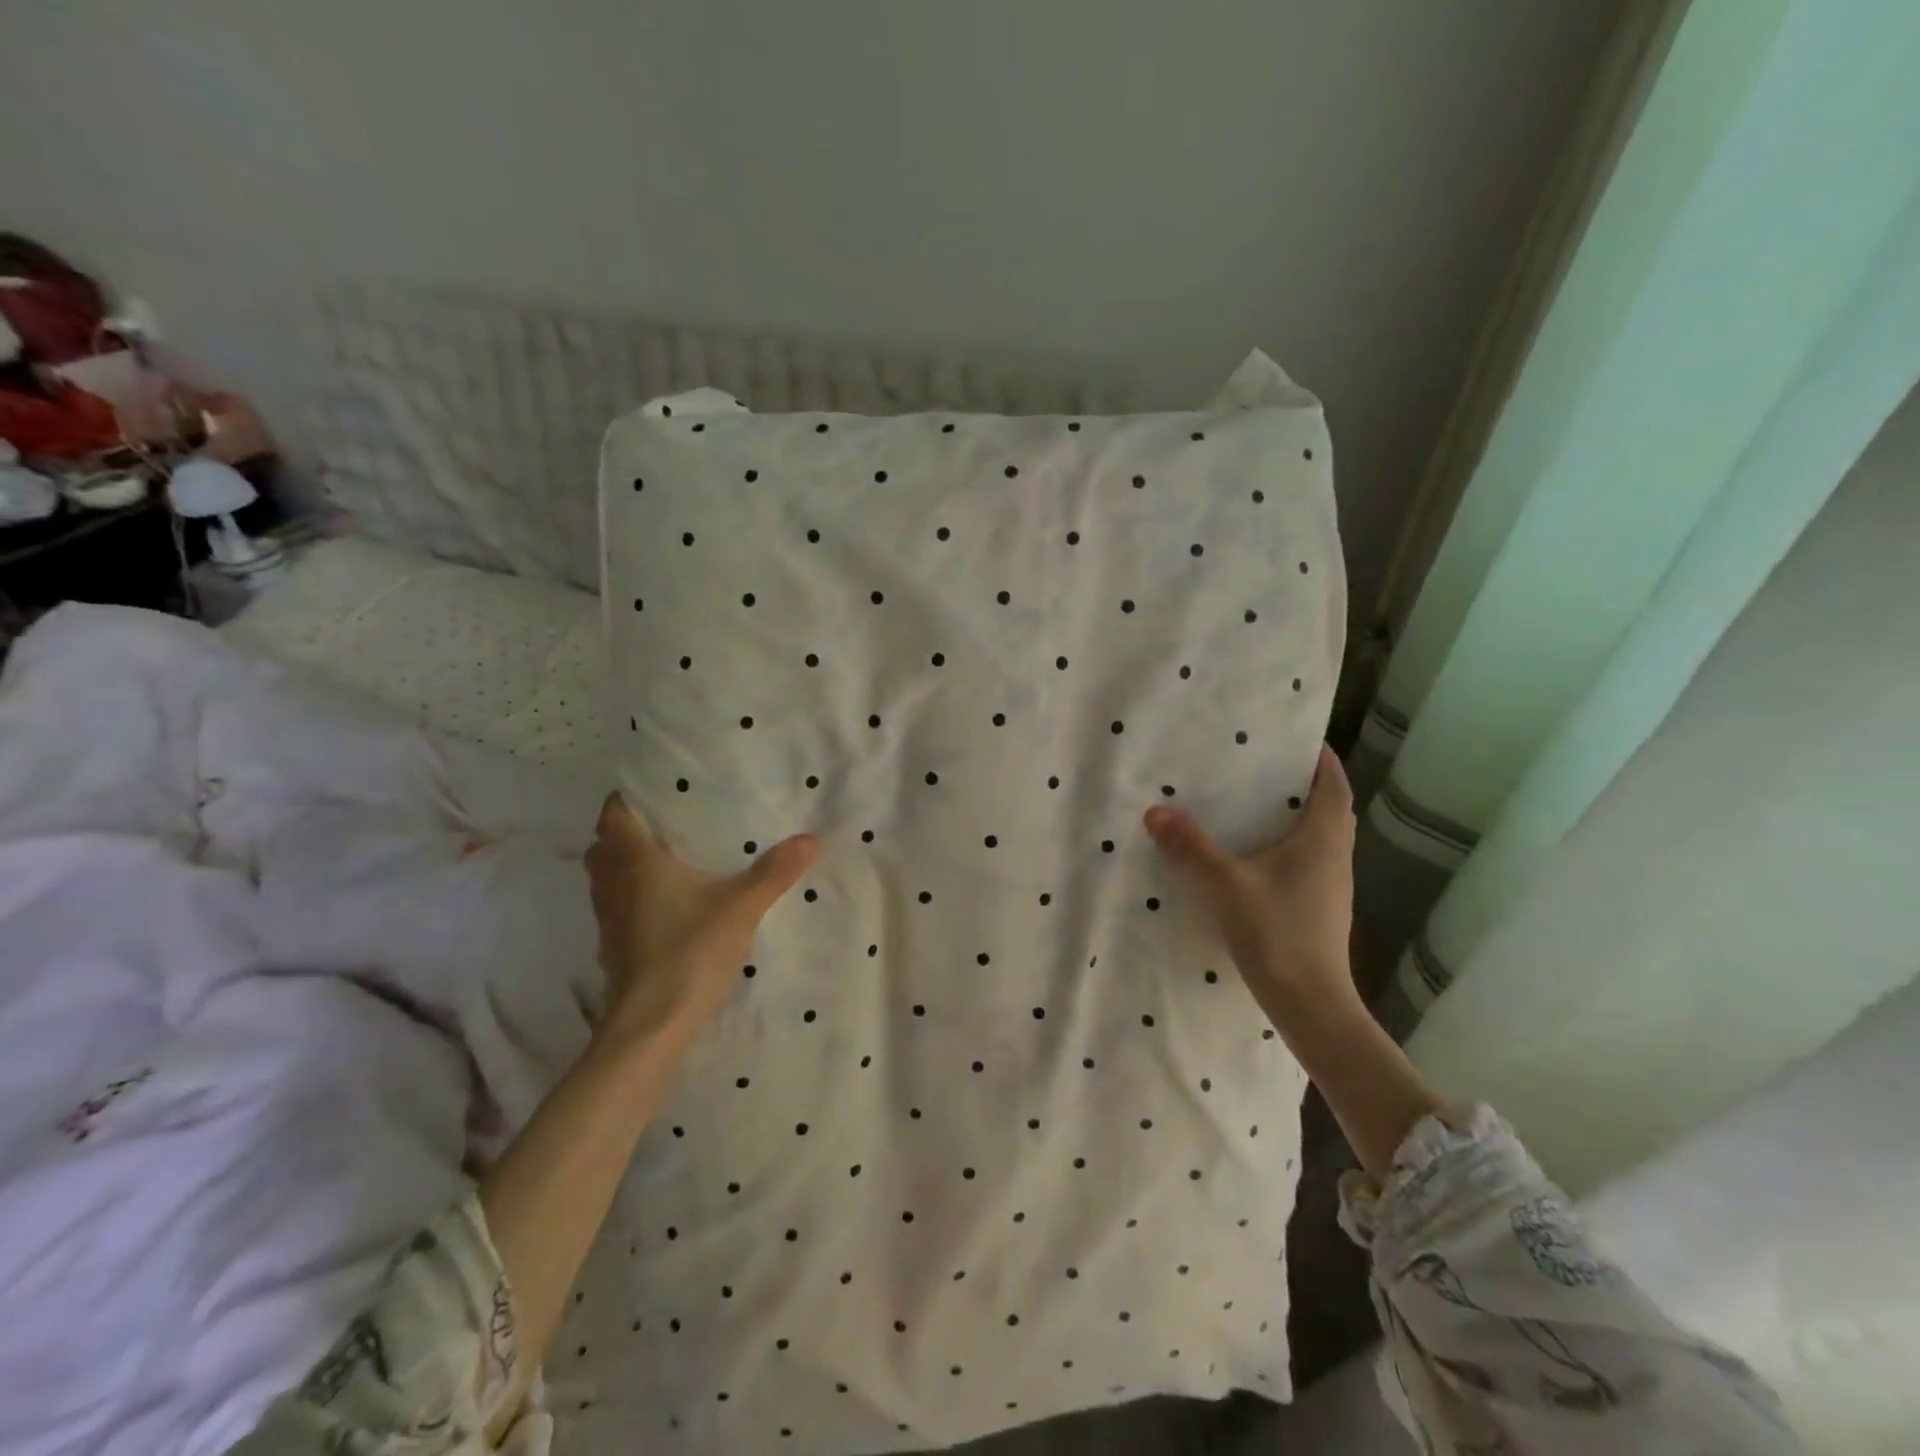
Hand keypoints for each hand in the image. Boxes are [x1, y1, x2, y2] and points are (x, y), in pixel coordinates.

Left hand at [585, 793, 816, 1044]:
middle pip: (604, 845)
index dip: (628, 797)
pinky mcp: (613, 948)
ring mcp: (609, 919)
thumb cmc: (689, 951)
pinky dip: (632, 897)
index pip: (613, 813)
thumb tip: (811, 838)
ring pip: (606, 878)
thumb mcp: (741, 906)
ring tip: (667, 860)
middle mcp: (613, 884)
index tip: (657, 790)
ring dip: (625, 866)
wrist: (651, 1025)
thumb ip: (774, 871)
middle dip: (626, 831)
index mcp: (635, 861)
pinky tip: (665, 906)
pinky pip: (616, 907)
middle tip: (666, 824)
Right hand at [1144, 744, 1358, 1025]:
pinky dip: (1285, 846)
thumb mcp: (1225, 885)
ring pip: (1318, 836)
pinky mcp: (1319, 907)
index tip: (1296, 739)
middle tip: (1262, 767)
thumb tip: (1155, 811)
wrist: (1310, 1004)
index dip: (1321, 758)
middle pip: (1328, 807)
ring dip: (1293, 816)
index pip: (1334, 783)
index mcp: (1324, 838)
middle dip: (1301, 784)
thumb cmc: (1277, 933)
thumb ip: (1191, 847)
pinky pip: (1306, 861)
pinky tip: (1251, 855)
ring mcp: (1331, 885)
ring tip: (1251, 804)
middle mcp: (1335, 856)